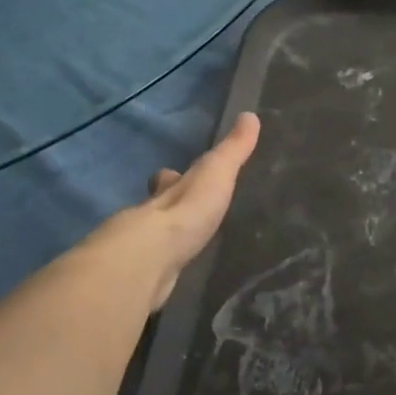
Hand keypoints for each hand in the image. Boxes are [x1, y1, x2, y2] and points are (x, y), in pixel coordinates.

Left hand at [86, 112, 260, 312]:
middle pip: (156, 207)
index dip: (171, 177)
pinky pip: (154, 269)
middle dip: (164, 207)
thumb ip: (233, 150)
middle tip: (178, 214)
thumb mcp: (217, 173)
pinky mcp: (144, 278)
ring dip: (163, 241)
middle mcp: (150, 215)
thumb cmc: (187, 212)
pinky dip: (161, 269)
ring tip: (178, 247)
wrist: (150, 259)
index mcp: (169, 190)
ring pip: (153, 240)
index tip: (172, 173)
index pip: (169, 179)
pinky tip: (170, 276)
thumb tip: (251, 116)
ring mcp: (144, 249)